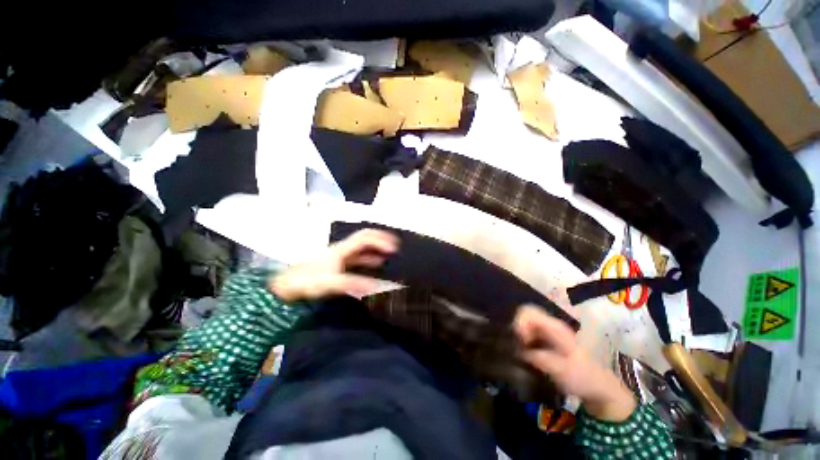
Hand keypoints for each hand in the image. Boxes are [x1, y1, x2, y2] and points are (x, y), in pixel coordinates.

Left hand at [270, 229, 398, 301]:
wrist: (286, 286)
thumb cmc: (308, 281)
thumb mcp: (332, 282)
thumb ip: (354, 283)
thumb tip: (377, 286)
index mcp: (343, 249)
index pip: (366, 238)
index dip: (381, 240)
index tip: (394, 248)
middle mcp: (343, 249)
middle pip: (365, 238)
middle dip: (381, 240)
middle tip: (395, 247)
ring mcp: (340, 256)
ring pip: (362, 248)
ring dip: (376, 249)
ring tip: (389, 255)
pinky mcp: (338, 264)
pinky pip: (358, 257)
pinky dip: (369, 259)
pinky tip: (374, 266)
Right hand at [514, 305, 636, 421]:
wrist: (598, 388)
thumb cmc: (581, 377)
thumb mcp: (560, 370)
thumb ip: (539, 358)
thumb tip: (519, 351)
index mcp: (555, 328)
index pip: (529, 312)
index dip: (520, 322)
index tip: (520, 340)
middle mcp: (550, 325)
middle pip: (525, 314)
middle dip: (517, 328)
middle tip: (518, 346)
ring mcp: (548, 332)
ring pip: (525, 323)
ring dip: (518, 335)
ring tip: (519, 351)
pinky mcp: (546, 340)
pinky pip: (528, 333)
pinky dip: (522, 340)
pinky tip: (524, 353)